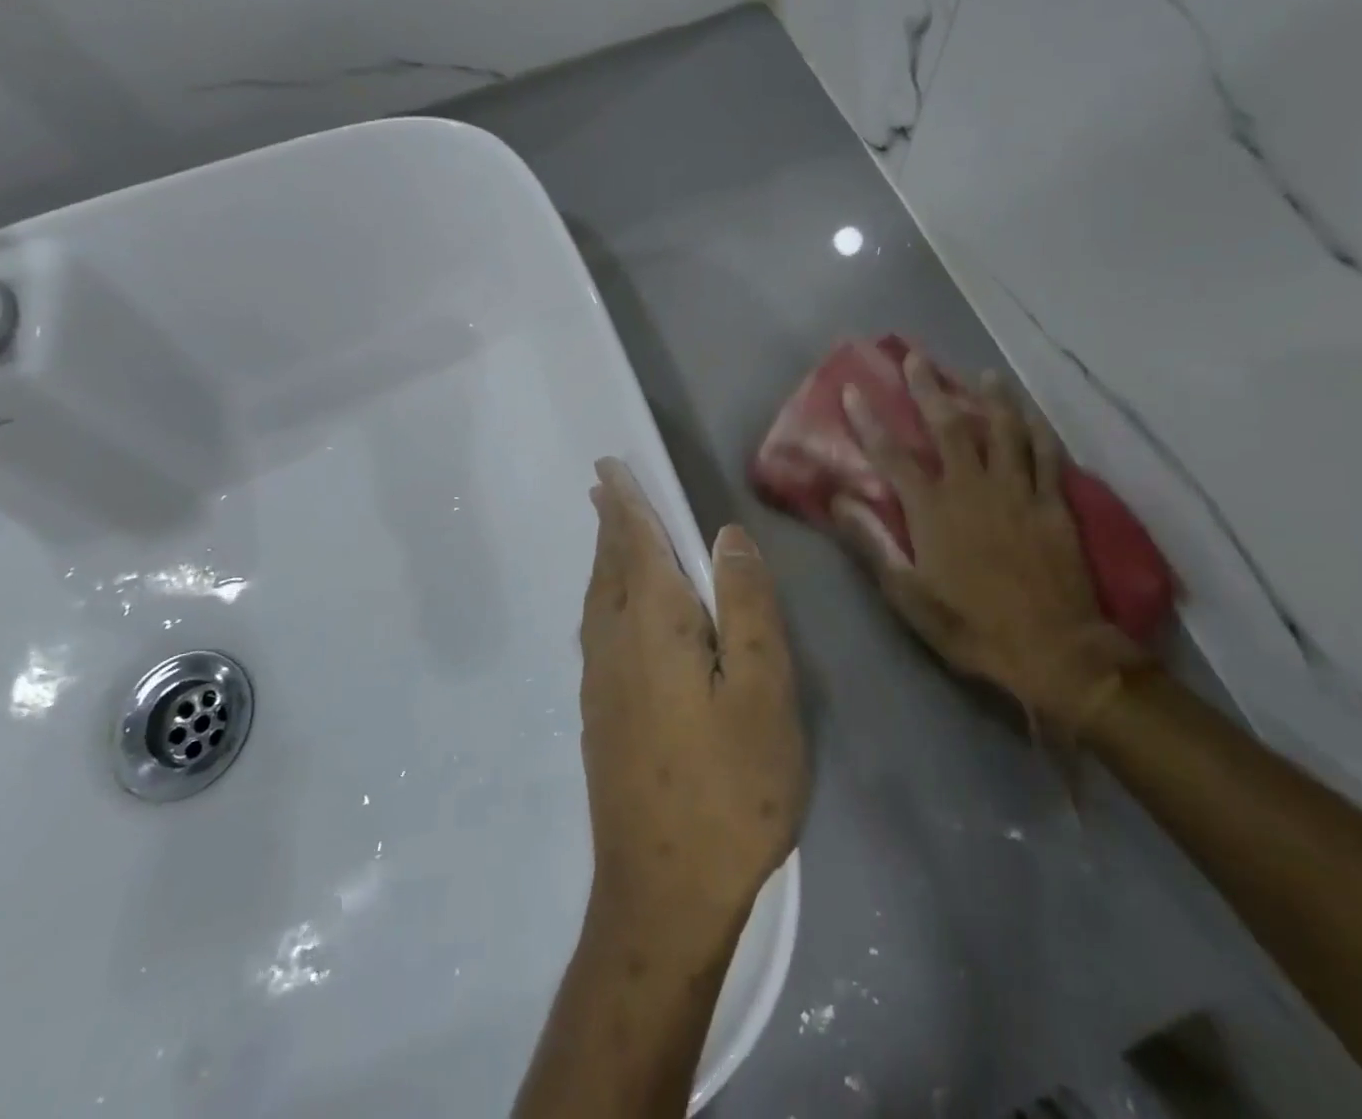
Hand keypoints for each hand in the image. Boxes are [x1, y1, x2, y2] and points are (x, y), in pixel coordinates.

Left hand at [577, 458, 806, 942]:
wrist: (662, 894)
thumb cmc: (729, 791)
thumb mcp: (764, 694)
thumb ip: (746, 607)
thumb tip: (725, 535)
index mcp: (655, 627)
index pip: (637, 544)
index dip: (627, 502)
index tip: (609, 467)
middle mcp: (615, 644)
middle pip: (610, 565)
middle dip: (609, 521)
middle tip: (602, 485)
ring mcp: (600, 683)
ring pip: (598, 597)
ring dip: (603, 556)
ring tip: (608, 531)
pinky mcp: (598, 715)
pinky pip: (596, 628)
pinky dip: (603, 594)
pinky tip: (612, 607)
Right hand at [836, 353, 1146, 734]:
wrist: (1052, 650)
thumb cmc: (970, 625)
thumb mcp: (907, 595)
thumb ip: (872, 544)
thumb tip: (838, 501)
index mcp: (933, 510)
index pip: (892, 455)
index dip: (870, 421)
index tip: (854, 390)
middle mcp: (972, 488)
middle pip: (948, 426)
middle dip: (928, 388)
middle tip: (916, 357)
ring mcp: (1017, 492)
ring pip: (1003, 430)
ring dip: (990, 397)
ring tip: (981, 372)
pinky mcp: (1053, 503)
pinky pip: (1046, 455)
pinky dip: (1038, 429)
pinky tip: (1031, 412)